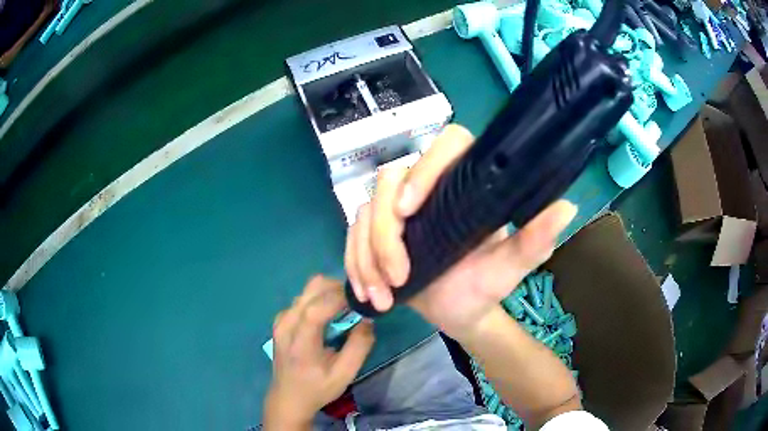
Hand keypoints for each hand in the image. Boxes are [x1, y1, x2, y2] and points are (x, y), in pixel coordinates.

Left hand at [263, 276, 374, 429]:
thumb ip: (359, 347)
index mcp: (300, 343)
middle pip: (311, 289)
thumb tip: (368, 319)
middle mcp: (286, 324)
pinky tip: (329, 314)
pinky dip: (319, 298)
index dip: (339, 298)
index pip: (315, 309)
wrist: (288, 397)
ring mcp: (281, 319)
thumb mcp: (344, 374)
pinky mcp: (281, 319)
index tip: (361, 299)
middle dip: (337, 288)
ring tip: (346, 308)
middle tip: (356, 301)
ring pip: (307, 290)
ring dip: (329, 292)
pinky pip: (303, 298)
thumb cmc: (318, 388)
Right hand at [344, 124, 576, 341]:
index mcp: (466, 185)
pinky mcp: (376, 230)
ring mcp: (397, 209)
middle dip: (385, 235)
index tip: (410, 210)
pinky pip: (352, 236)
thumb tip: (567, 207)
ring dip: (367, 257)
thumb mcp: (511, 268)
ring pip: (364, 212)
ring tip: (383, 296)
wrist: (457, 313)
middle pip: (389, 181)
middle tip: (399, 278)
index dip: (424, 168)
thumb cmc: (485, 287)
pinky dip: (355, 264)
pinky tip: (369, 293)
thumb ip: (534, 240)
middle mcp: (429, 187)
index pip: (447, 145)